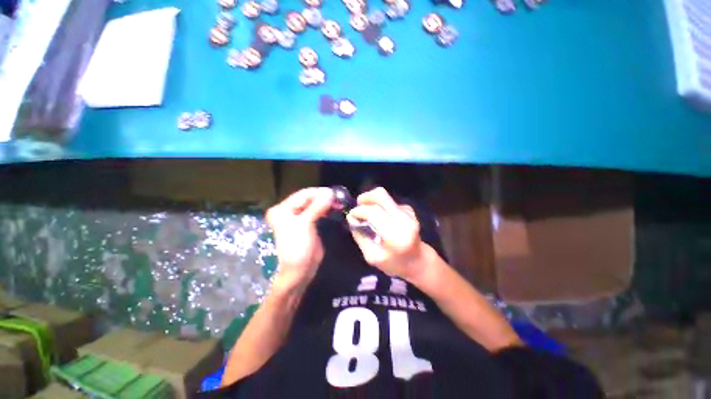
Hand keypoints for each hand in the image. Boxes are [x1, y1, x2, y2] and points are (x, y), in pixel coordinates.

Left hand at [266, 187, 333, 292]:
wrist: (300, 270)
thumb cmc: (298, 247)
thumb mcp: (305, 225)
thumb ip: (317, 207)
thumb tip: (330, 193)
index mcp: (283, 209)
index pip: (303, 194)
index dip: (319, 193)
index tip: (334, 193)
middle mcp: (289, 210)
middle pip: (309, 198)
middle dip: (324, 198)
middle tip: (339, 198)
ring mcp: (299, 217)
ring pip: (314, 204)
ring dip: (326, 203)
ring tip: (339, 204)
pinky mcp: (308, 223)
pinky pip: (317, 211)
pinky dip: (326, 209)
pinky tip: (334, 209)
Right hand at [346, 187, 428, 281]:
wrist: (418, 262)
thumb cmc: (394, 264)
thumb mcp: (372, 257)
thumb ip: (360, 236)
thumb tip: (351, 218)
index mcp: (395, 235)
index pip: (373, 212)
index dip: (358, 211)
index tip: (351, 216)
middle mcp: (404, 219)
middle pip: (381, 196)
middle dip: (364, 198)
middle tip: (357, 206)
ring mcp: (408, 212)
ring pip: (384, 196)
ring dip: (372, 201)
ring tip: (367, 213)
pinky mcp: (408, 209)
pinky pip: (389, 201)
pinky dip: (380, 206)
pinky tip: (380, 218)